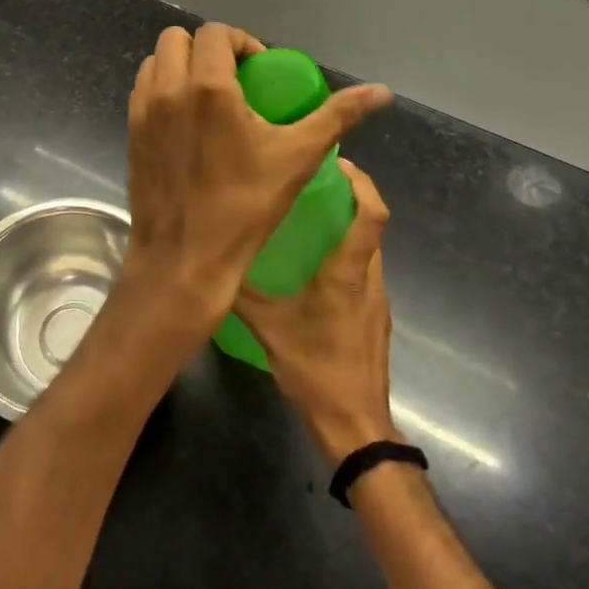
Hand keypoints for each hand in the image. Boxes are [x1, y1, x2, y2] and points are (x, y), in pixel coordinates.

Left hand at [108, 24, 391, 363]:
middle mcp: (168, 89)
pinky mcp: (130, 132)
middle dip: (207, 49)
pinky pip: (143, 90)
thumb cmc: (245, 207)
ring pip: (155, 62)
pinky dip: (162, 89)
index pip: (216, 33)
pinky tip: (186, 121)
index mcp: (208, 87)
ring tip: (208, 97)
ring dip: (181, 66)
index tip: (258, 70)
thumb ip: (338, 116)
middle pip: (178, 39)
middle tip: (233, 79)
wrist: (184, 259)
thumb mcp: (298, 157)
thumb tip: (381, 91)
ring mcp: (142, 111)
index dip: (241, 42)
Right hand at [234, 158, 398, 462]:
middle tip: (315, 181)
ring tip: (311, 217)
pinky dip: (347, 255)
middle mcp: (369, 279)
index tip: (339, 162)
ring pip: (369, 249)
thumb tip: (212, 262)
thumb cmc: (316, 370)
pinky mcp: (375, 318)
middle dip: (352, 197)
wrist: (355, 426)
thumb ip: (242, 294)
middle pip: (372, 225)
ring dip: (349, 226)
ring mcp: (376, 300)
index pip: (370, 215)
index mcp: (347, 273)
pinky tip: (315, 267)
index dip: (362, 183)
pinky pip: (364, 272)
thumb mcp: (270, 328)